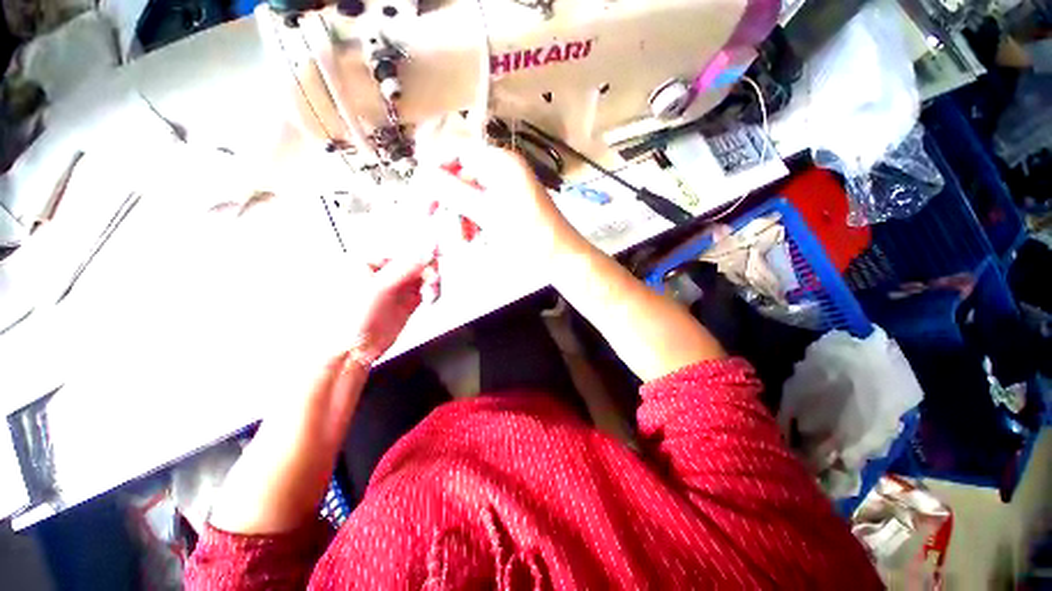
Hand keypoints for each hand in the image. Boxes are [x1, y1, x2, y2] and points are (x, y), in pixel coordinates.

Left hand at [199, 192, 437, 405]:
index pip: (403, 240)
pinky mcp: (404, 303)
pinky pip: (425, 291)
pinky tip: (429, 299)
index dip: (423, 237)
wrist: (341, 358)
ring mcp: (394, 286)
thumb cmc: (344, 319)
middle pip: (416, 255)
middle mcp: (381, 267)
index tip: (442, 235)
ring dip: (433, 279)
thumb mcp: (377, 289)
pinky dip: (431, 293)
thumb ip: (406, 266)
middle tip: (438, 271)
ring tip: (431, 291)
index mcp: (367, 257)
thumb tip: (429, 243)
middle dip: (432, 261)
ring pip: (425, 273)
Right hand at [414, 130, 587, 268]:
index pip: (457, 151)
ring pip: (470, 194)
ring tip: (460, 237)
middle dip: (447, 198)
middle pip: (462, 173)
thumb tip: (423, 174)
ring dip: (459, 214)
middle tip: (431, 218)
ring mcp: (507, 188)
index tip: (420, 192)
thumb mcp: (489, 214)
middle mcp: (504, 169)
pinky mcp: (510, 206)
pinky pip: (482, 207)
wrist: (562, 257)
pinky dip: (473, 221)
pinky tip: (471, 237)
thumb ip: (455, 192)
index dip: (435, 168)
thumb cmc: (529, 236)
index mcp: (501, 162)